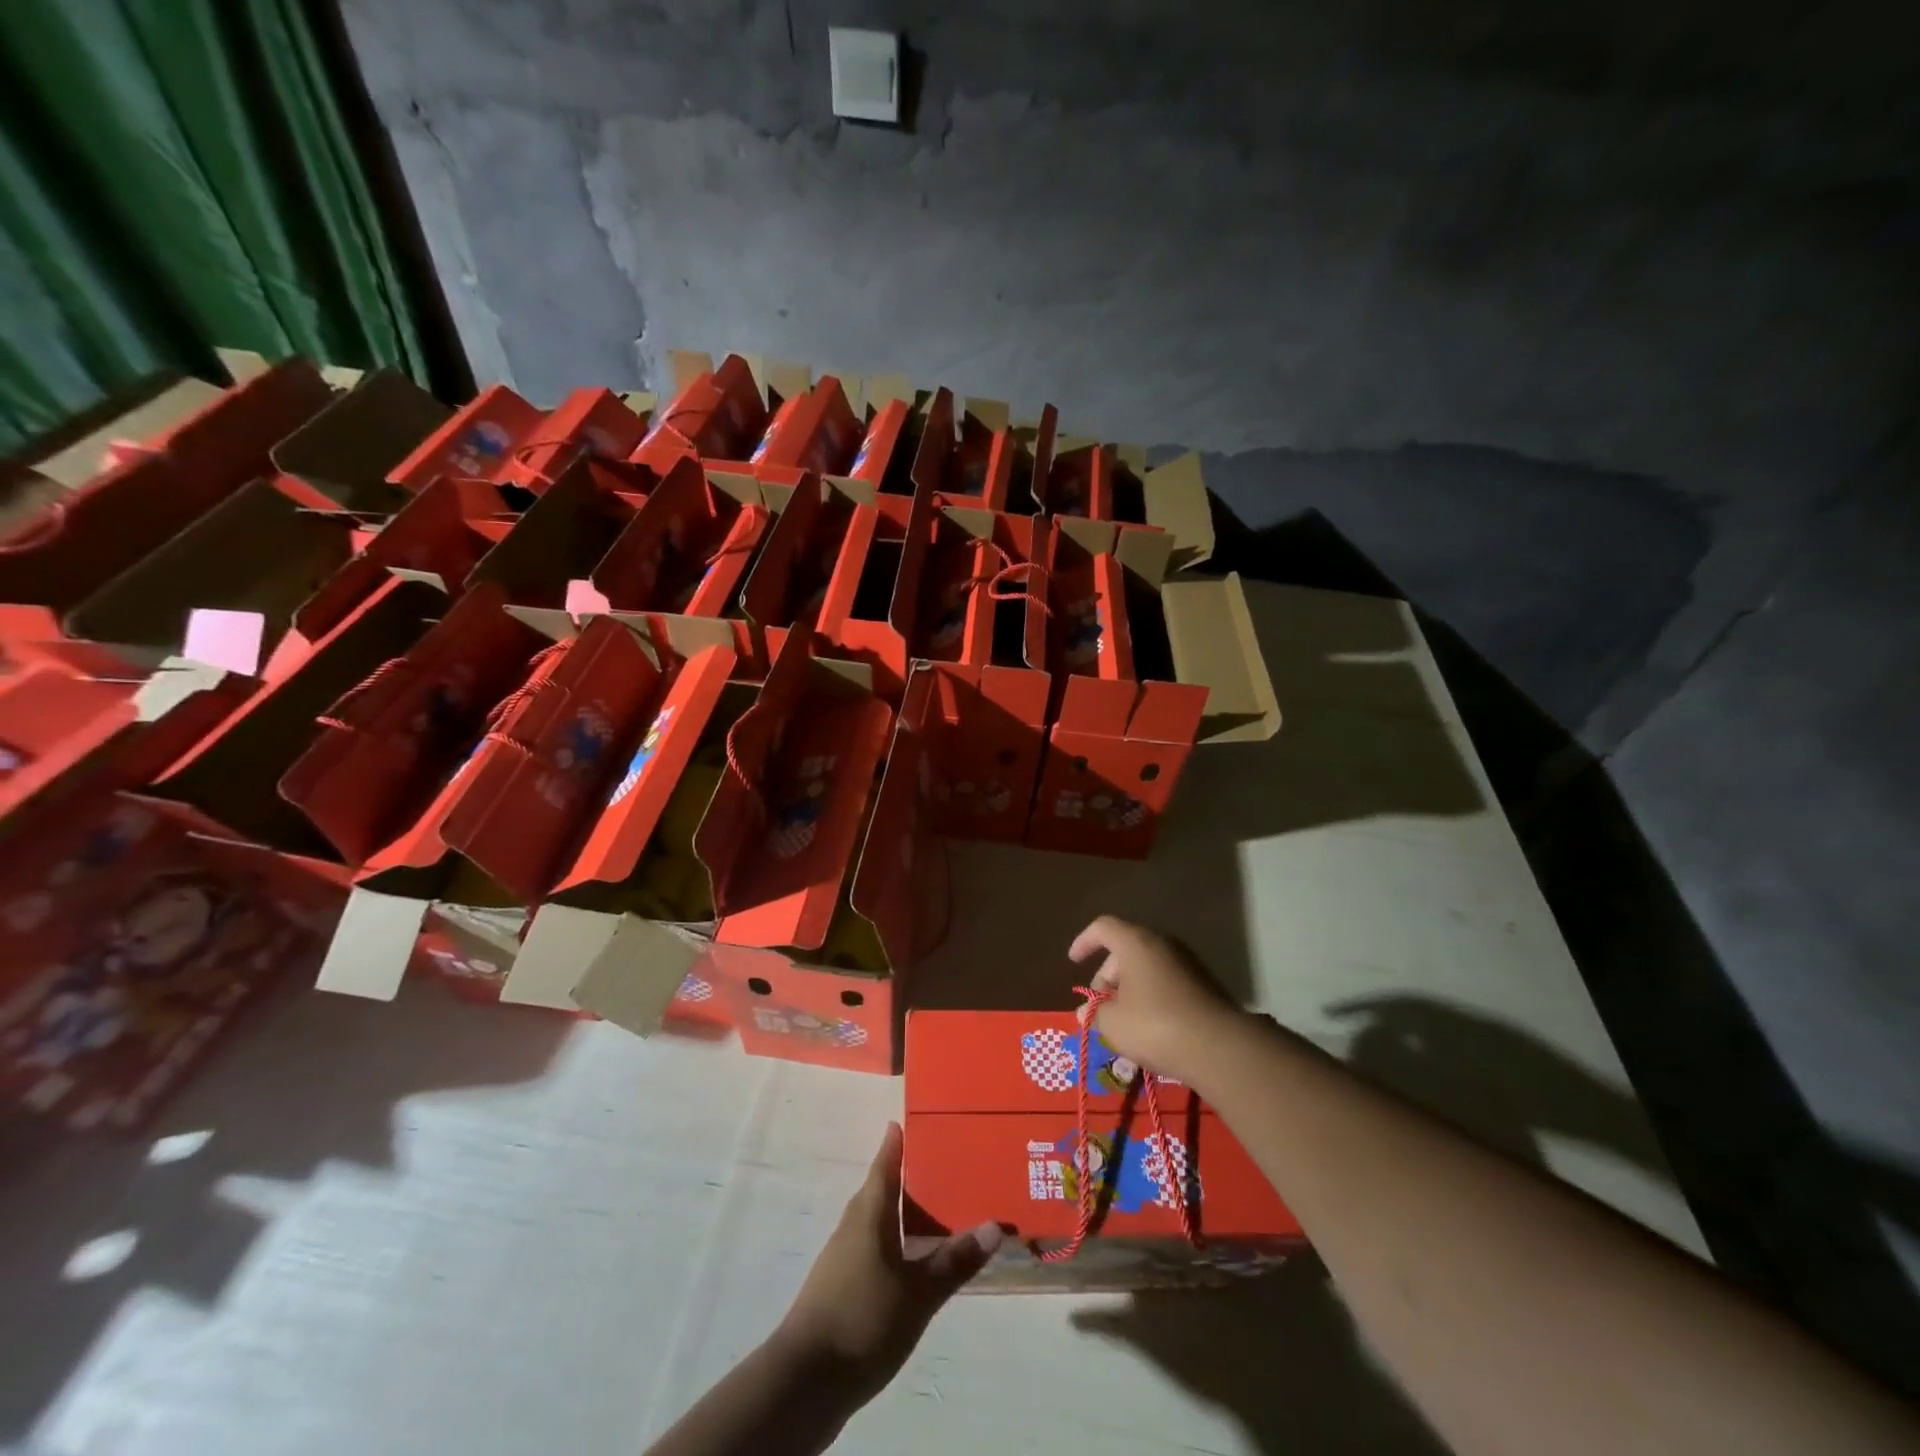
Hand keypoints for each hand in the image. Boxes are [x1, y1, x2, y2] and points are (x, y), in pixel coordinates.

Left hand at [774, 1123, 1000, 1405]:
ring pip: (878, 1221)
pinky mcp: (841, 1288)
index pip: (885, 1163)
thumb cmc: (863, 1319)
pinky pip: (874, 1249)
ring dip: (903, 1213)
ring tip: (938, 1213)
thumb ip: (955, 1260)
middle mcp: (853, 1225)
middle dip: (908, 1177)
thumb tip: (994, 1226)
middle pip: (882, 1190)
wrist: (804, 1382)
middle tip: (944, 1166)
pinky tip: (915, 1263)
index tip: (912, 1120)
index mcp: (869, 1213)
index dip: (897, 1141)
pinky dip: (896, 1244)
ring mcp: (843, 1258)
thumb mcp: (918, 1293)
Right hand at [1070, 915, 1245, 1086]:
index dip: (1084, 941)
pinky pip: (1166, 982)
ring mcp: (1187, 963)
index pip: (1103, 928)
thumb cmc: (1155, 1025)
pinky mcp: (1204, 985)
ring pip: (1147, 967)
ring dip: (1129, 988)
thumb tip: (1085, 1012)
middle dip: (1107, 976)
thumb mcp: (1113, 1022)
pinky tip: (1148, 1027)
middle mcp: (1162, 944)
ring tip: (1122, 1020)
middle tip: (1100, 1006)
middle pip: (1125, 949)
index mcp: (1136, 943)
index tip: (1073, 961)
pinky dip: (1151, 996)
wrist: (1219, 1048)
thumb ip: (1095, 1012)